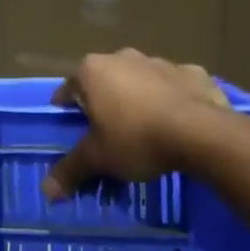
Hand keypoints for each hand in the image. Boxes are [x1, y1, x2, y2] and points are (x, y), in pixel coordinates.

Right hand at [43, 50, 229, 200]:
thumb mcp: (98, 159)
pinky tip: (176, 123)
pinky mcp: (193, 72)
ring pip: (139, 81)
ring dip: (137, 99)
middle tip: (107, 134)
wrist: (203, 134)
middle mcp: (123, 57)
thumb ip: (71, 171)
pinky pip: (173, 87)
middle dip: (104, 104)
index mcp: (92, 71)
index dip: (67, 111)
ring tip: (144, 131)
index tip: (73, 130)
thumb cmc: (137, 139)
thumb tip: (47, 193)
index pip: (68, 90)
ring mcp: (160, 61)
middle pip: (104, 83)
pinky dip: (170, 100)